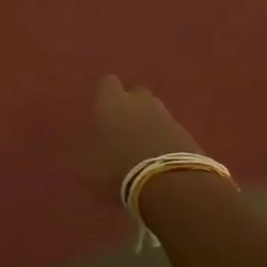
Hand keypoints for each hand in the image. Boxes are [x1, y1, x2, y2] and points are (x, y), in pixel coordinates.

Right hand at [84, 74, 205, 204]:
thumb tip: (80, 148)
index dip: (103, 94)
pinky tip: (157, 157)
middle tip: (120, 127)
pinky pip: (170, 129)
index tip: (99, 109)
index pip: (106, 82)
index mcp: (110, 102)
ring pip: (154, 110)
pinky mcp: (187, 134)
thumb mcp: (87, 166)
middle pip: (134, 93)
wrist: (171, 184)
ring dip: (147, 122)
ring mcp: (166, 116)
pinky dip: (163, 138)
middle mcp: (139, 101)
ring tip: (140, 144)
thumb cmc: (118, 169)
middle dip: (128, 105)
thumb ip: (83, 152)